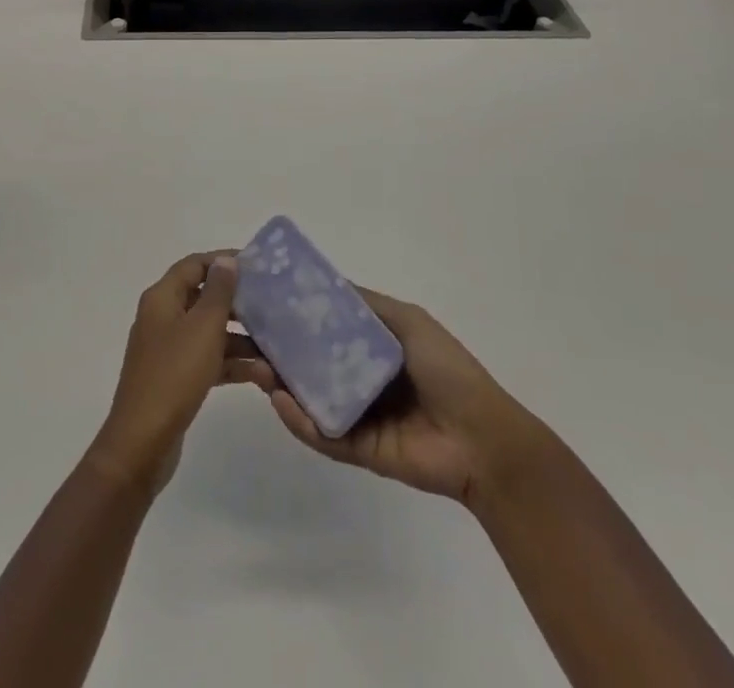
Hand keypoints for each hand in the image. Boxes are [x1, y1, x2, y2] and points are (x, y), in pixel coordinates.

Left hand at [86, 252, 260, 494]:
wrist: (142, 444)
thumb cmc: (174, 375)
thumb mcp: (203, 328)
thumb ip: (218, 291)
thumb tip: (226, 260)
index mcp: (162, 298)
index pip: (195, 265)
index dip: (224, 261)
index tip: (258, 266)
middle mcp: (163, 318)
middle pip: (204, 298)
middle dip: (238, 303)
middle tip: (272, 305)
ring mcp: (169, 350)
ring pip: (210, 332)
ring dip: (241, 338)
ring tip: (275, 346)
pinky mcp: (176, 378)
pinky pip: (208, 359)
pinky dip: (232, 363)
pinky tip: (262, 374)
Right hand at [246, 286, 548, 508]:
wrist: (482, 438)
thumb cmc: (448, 369)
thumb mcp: (408, 321)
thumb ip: (366, 305)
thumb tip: (323, 282)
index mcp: (374, 346)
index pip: (328, 328)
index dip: (300, 316)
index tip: (267, 301)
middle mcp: (361, 378)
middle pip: (313, 363)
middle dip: (282, 352)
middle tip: (250, 337)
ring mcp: (358, 415)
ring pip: (312, 398)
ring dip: (284, 385)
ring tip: (258, 369)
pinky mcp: (357, 450)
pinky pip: (323, 434)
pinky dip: (300, 420)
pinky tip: (281, 401)